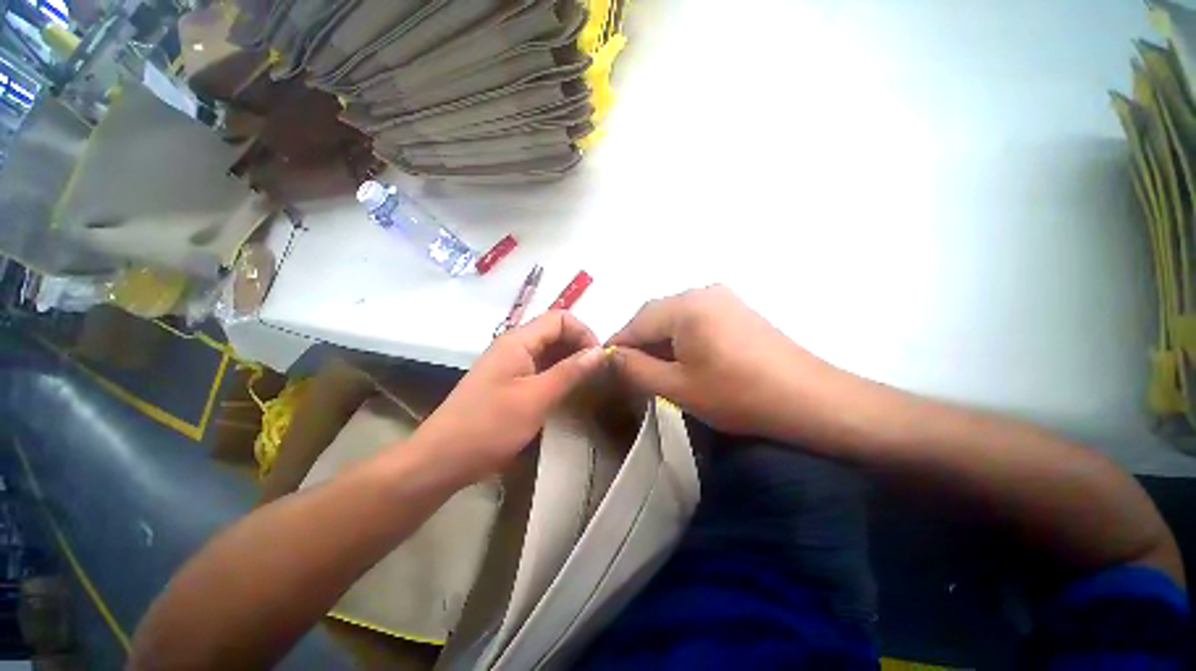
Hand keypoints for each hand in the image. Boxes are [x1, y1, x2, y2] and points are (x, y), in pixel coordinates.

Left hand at [413, 312, 605, 485]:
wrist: (442, 459)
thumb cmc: (490, 426)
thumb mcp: (536, 398)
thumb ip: (570, 372)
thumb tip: (601, 351)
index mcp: (517, 341)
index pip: (560, 318)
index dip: (583, 333)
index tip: (599, 358)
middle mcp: (514, 346)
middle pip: (554, 333)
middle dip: (579, 347)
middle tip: (597, 373)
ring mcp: (510, 365)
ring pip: (548, 352)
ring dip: (570, 362)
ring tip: (587, 382)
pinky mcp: (508, 383)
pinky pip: (539, 369)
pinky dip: (557, 375)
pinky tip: (567, 392)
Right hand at [607, 285, 840, 438]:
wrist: (808, 399)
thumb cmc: (737, 394)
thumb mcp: (677, 387)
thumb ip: (635, 369)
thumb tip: (608, 356)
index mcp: (685, 306)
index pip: (636, 322)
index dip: (618, 344)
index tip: (605, 365)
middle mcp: (702, 292)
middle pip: (655, 315)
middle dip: (639, 342)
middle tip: (631, 371)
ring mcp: (722, 298)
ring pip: (675, 317)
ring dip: (660, 340)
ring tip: (658, 369)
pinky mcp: (736, 309)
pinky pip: (695, 318)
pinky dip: (681, 337)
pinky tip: (685, 359)